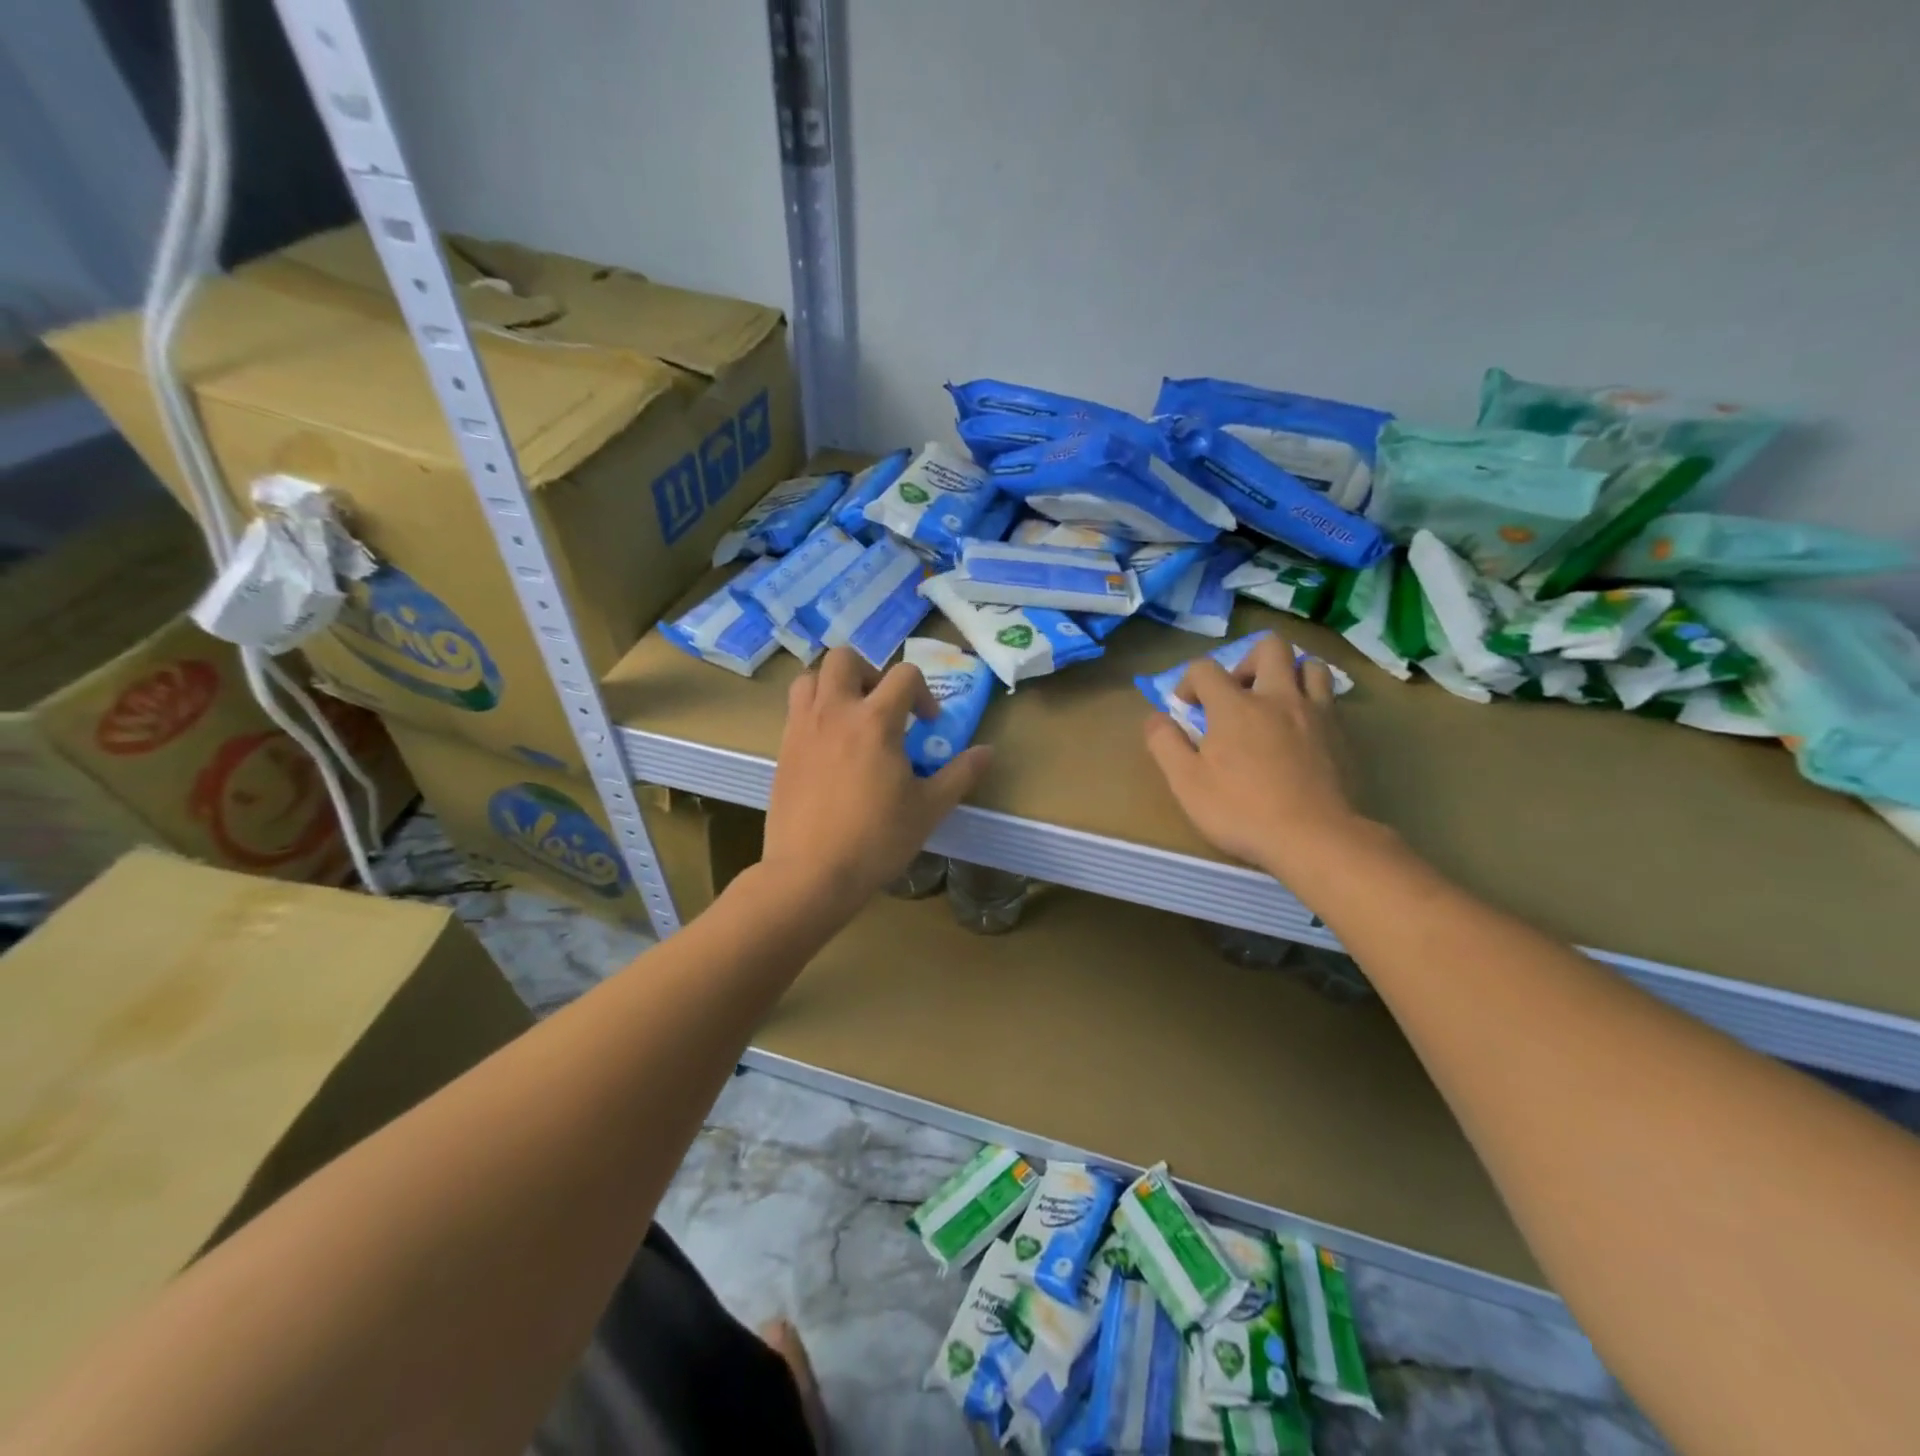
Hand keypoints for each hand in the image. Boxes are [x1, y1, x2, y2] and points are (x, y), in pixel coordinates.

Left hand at [763, 648, 992, 916]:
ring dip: (835, 685)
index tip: (927, 725)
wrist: (811, 873)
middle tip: (883, 706)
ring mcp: (803, 727)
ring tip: (851, 717)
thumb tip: (988, 751)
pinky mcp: (783, 748)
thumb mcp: (929, 809)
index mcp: (876, 721)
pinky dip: (815, 710)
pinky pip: (796, 708)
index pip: (905, 675)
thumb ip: (960, 774)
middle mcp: (835, 711)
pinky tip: (830, 746)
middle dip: (870, 672)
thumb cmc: (876, 840)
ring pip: (812, 677)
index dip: (924, 693)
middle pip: (846, 658)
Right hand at [1142, 633, 1369, 883]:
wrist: (1314, 838)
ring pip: (1310, 666)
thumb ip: (1165, 744)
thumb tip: (1155, 718)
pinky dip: (1312, 700)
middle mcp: (1277, 697)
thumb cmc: (1241, 811)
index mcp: (1234, 706)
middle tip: (1236, 694)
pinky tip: (1300, 728)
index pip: (1205, 668)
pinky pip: (1329, 698)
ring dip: (1288, 674)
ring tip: (1274, 702)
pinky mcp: (1341, 734)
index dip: (1188, 682)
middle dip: (1246, 662)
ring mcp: (1315, 713)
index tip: (1185, 709)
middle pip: (1269, 648)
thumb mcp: (1186, 782)